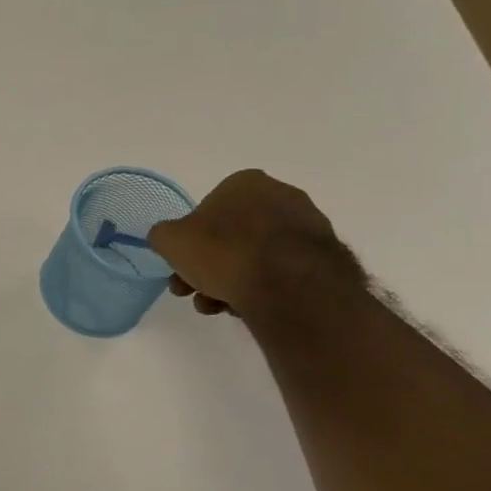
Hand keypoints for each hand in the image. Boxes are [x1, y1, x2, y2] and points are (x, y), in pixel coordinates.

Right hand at [146, 170, 360, 317]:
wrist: (290, 286)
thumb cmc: (224, 252)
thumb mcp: (170, 241)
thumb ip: (164, 235)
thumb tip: (169, 239)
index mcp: (245, 183)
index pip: (207, 209)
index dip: (190, 240)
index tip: (182, 265)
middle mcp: (281, 195)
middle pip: (231, 236)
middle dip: (207, 266)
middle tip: (193, 292)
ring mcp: (308, 226)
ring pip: (255, 257)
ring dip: (230, 281)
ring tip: (217, 308)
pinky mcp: (326, 257)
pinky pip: (281, 272)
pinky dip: (262, 288)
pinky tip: (248, 308)